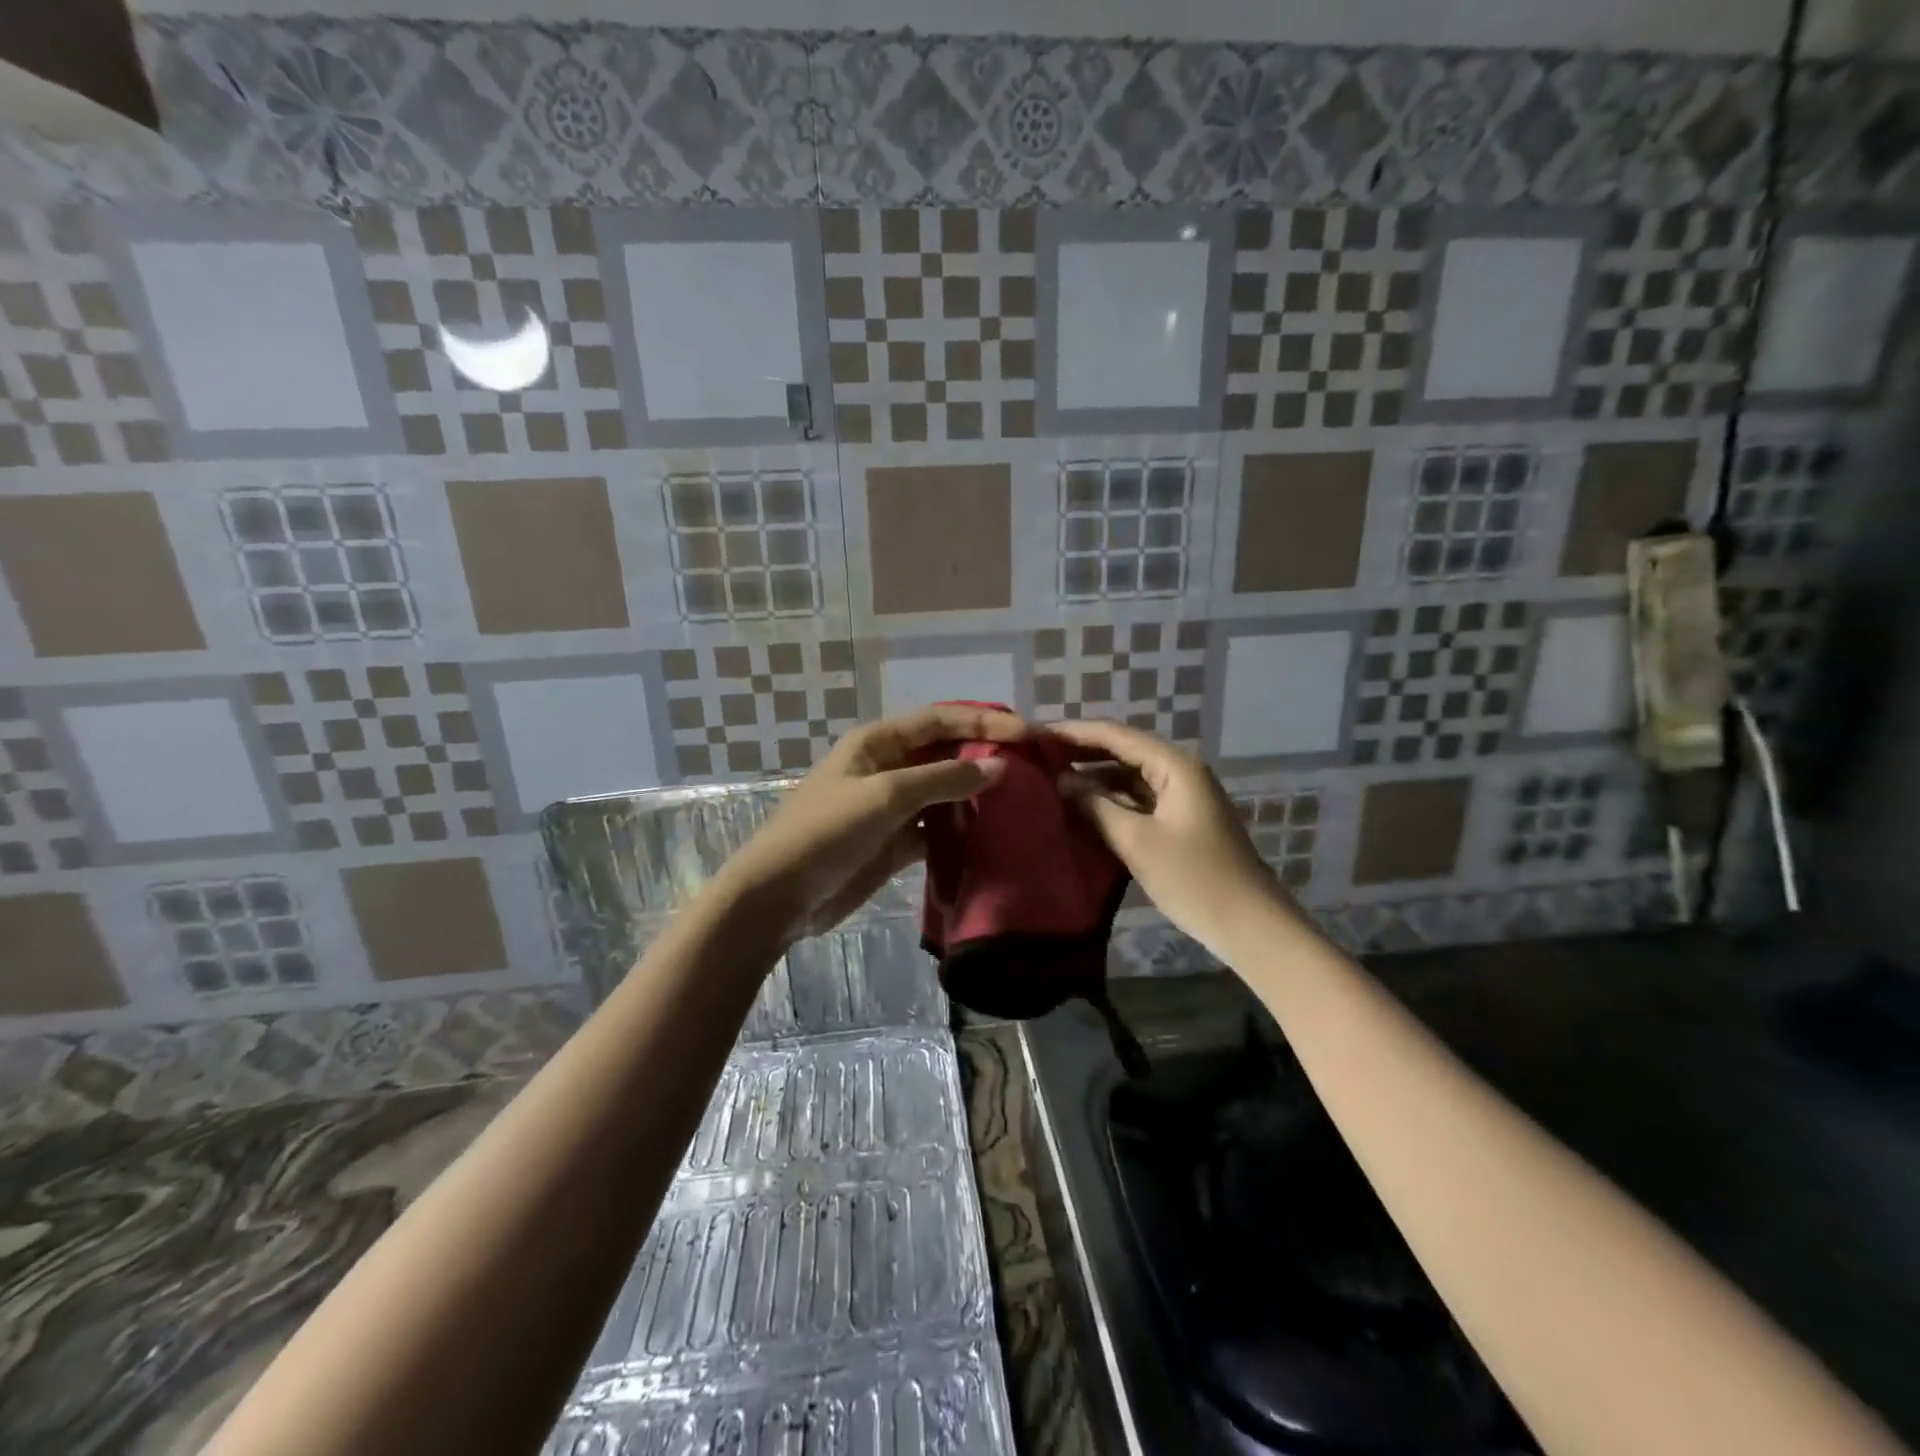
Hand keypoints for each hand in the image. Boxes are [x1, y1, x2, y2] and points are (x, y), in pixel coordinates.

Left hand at [718, 705, 1025, 942]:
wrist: (778, 896)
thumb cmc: (826, 832)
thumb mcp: (884, 797)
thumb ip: (943, 780)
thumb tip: (999, 765)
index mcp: (878, 742)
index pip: (940, 720)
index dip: (984, 720)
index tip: (1027, 733)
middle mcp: (887, 767)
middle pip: (945, 753)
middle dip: (985, 756)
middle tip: (1034, 768)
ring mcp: (891, 807)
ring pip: (944, 792)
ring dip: (977, 795)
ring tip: (1024, 801)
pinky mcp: (894, 842)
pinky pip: (936, 828)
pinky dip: (961, 830)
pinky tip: (992, 836)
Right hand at [1046, 719, 1281, 954]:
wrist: (1249, 924)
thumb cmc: (1193, 878)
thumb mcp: (1136, 841)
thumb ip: (1095, 806)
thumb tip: (1061, 780)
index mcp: (1174, 765)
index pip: (1115, 735)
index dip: (1073, 732)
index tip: (1035, 734)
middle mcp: (1179, 770)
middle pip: (1122, 750)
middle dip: (1080, 752)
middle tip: (1036, 756)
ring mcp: (1181, 795)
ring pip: (1128, 775)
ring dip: (1093, 777)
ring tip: (1050, 780)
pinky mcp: (1179, 819)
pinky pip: (1137, 798)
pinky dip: (1109, 799)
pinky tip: (1081, 807)